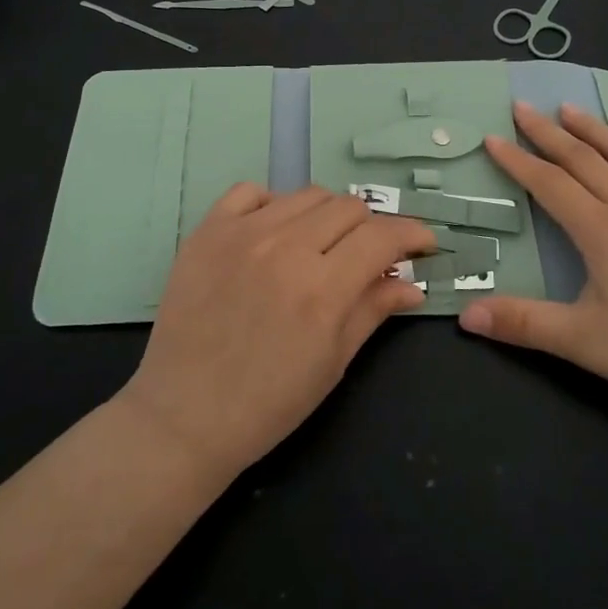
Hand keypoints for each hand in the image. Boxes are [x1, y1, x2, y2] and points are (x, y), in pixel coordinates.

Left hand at [118, 184, 432, 479]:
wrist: (184, 416)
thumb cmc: (268, 402)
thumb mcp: (333, 363)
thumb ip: (374, 310)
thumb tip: (412, 284)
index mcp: (322, 289)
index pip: (382, 236)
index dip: (412, 234)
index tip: (423, 244)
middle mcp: (284, 248)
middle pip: (348, 207)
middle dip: (371, 228)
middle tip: (367, 255)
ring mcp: (241, 234)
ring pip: (305, 195)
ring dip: (326, 215)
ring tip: (321, 245)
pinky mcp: (206, 232)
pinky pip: (249, 192)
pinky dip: (272, 204)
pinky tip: (273, 232)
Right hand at [462, 102, 607, 420]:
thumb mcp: (582, 342)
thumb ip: (522, 323)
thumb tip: (465, 314)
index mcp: (600, 230)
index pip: (548, 183)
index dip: (517, 160)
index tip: (493, 138)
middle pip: (583, 158)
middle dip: (548, 132)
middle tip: (524, 107)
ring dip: (596, 129)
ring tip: (572, 110)